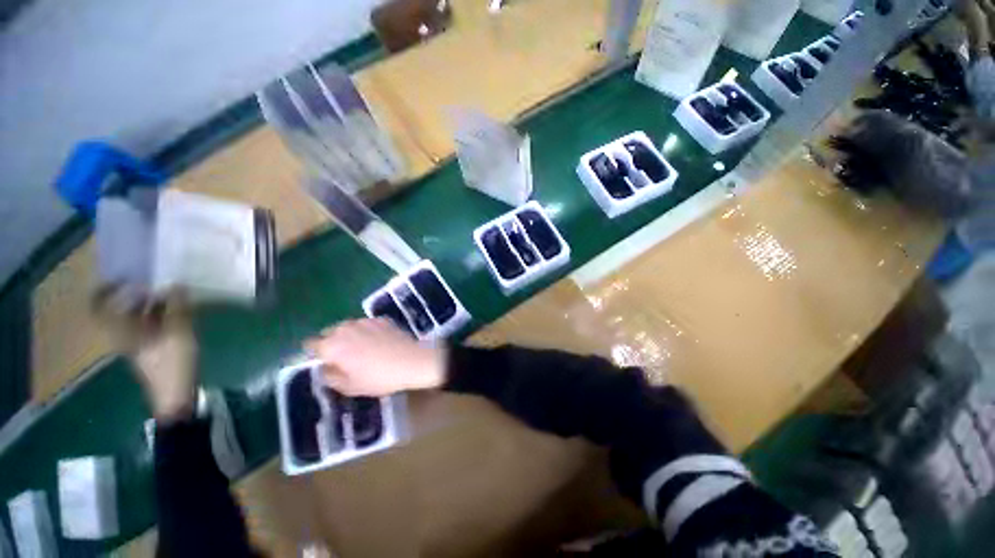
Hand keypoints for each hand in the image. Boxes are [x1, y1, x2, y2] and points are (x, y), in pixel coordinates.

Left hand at [93, 287, 197, 421]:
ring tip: (172, 295)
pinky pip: (149, 324)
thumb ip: (177, 307)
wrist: (175, 393)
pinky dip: (159, 314)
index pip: (99, 306)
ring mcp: (136, 341)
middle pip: (122, 308)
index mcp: (121, 330)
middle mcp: (122, 334)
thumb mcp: (179, 332)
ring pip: (137, 316)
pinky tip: (176, 311)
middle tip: (158, 284)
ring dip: (152, 304)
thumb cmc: (172, 362)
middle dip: (139, 294)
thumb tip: (176, 284)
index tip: (125, 276)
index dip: (107, 289)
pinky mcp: (149, 347)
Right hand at [304, 319, 446, 396]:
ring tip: (361, 348)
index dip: (314, 352)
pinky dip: (366, 330)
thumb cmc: (378, 378)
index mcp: (332, 346)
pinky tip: (377, 341)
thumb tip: (324, 368)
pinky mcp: (381, 319)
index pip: (310, 344)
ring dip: (349, 334)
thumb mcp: (349, 386)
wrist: (411, 361)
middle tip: (342, 356)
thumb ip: (330, 376)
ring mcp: (365, 321)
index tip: (322, 360)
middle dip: (331, 342)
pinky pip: (366, 324)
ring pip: (348, 326)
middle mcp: (345, 328)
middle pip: (330, 332)